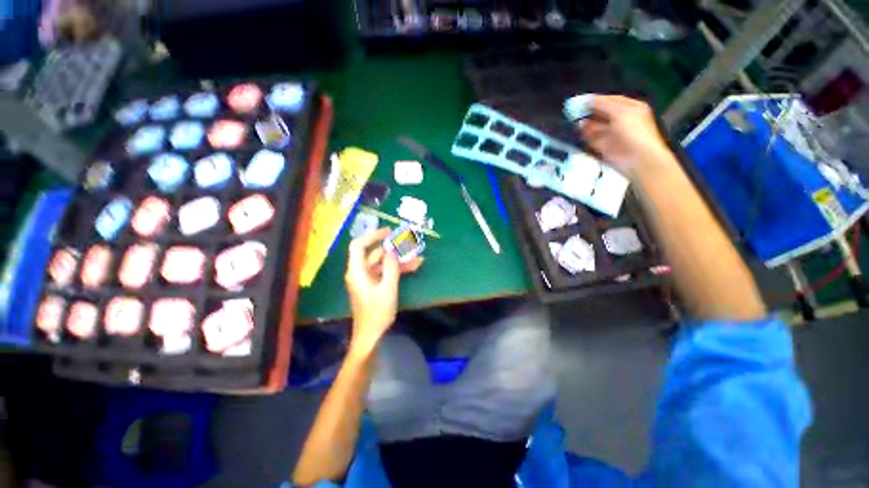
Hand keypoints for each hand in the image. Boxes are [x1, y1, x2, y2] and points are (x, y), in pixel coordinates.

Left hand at [344, 228, 421, 355]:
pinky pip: (385, 272)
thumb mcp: (388, 289)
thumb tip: (392, 249)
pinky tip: (413, 267)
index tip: (389, 232)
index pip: (359, 245)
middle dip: (392, 249)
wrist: (371, 335)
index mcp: (357, 271)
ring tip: (417, 259)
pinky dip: (397, 269)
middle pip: (373, 253)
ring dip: (398, 260)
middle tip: (408, 244)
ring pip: (382, 263)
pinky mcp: (373, 284)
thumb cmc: (377, 313)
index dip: (373, 236)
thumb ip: (390, 267)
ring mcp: (367, 278)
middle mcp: (359, 272)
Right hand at [579, 95, 677, 178]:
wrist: (638, 159)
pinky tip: (580, 132)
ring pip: (596, 126)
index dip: (596, 100)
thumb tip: (588, 100)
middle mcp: (621, 120)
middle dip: (589, 112)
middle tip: (574, 112)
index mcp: (630, 108)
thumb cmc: (633, 131)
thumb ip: (603, 104)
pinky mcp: (605, 147)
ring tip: (576, 122)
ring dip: (586, 124)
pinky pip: (593, 139)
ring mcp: (613, 134)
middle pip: (602, 113)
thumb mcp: (620, 112)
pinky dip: (587, 136)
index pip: (610, 100)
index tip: (580, 101)